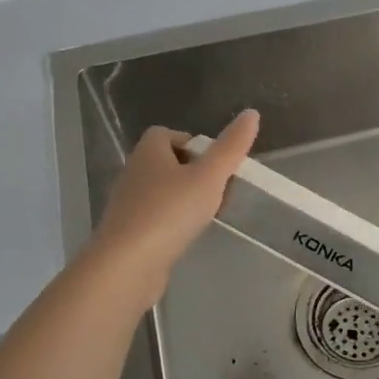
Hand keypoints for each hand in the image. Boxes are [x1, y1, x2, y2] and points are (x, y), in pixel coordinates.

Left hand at [92, 110, 258, 301]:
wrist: (127, 265)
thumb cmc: (169, 212)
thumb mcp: (209, 176)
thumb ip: (231, 147)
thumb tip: (252, 113)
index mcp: (148, 151)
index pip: (169, 134)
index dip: (195, 144)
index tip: (217, 164)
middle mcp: (134, 172)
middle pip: (169, 162)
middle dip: (196, 173)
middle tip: (219, 190)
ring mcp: (129, 204)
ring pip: (164, 191)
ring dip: (187, 199)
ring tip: (208, 215)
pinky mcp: (129, 232)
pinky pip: (157, 217)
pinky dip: (175, 222)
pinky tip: (189, 235)